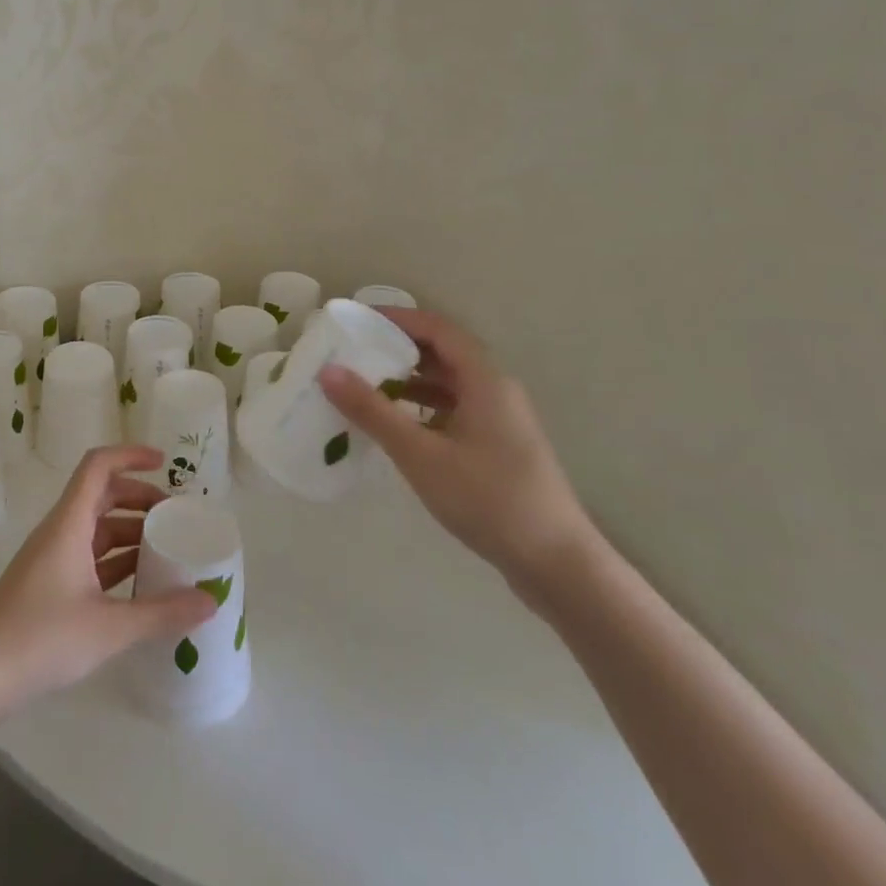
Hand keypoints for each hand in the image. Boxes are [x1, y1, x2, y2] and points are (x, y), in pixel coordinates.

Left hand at [0, 446, 215, 720]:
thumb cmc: (40, 638)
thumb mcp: (108, 628)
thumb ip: (161, 613)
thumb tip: (211, 601)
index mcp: (70, 523)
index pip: (98, 466)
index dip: (131, 455)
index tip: (165, 463)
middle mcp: (61, 531)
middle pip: (102, 495)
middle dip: (139, 498)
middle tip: (175, 517)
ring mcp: (52, 559)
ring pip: (96, 529)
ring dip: (129, 531)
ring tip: (167, 550)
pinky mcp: (49, 586)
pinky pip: (89, 558)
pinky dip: (116, 561)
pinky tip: (140, 585)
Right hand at [316, 307, 596, 602]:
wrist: (557, 566)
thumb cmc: (488, 499)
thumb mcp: (421, 454)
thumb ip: (373, 411)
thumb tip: (328, 371)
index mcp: (485, 380)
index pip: (438, 328)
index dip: (399, 318)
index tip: (358, 322)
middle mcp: (496, 391)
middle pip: (443, 353)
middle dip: (398, 349)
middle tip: (353, 354)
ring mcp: (500, 421)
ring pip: (448, 384)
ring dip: (409, 381)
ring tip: (365, 387)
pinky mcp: (499, 447)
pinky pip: (454, 410)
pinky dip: (423, 408)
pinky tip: (396, 427)